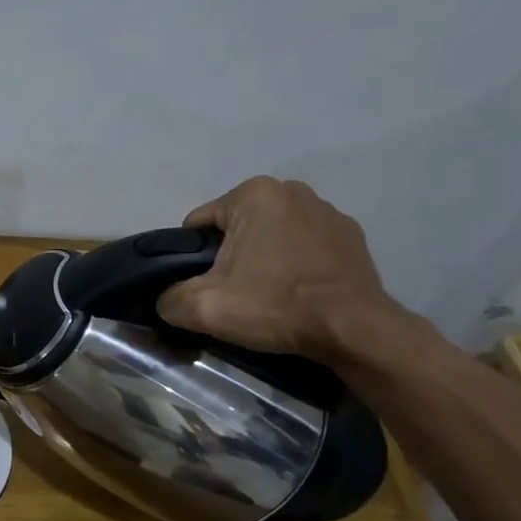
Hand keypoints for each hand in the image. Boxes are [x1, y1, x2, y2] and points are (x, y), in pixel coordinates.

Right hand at [156, 177, 408, 360]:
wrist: (354, 330)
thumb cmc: (275, 306)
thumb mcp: (202, 307)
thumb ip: (169, 299)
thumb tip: (167, 301)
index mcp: (253, 194)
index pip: (198, 225)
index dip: (191, 259)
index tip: (204, 287)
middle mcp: (292, 190)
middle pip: (235, 228)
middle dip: (228, 257)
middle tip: (233, 294)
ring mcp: (328, 211)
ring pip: (270, 236)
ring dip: (262, 259)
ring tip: (267, 296)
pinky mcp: (351, 236)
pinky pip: (304, 246)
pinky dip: (294, 264)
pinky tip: (297, 293)